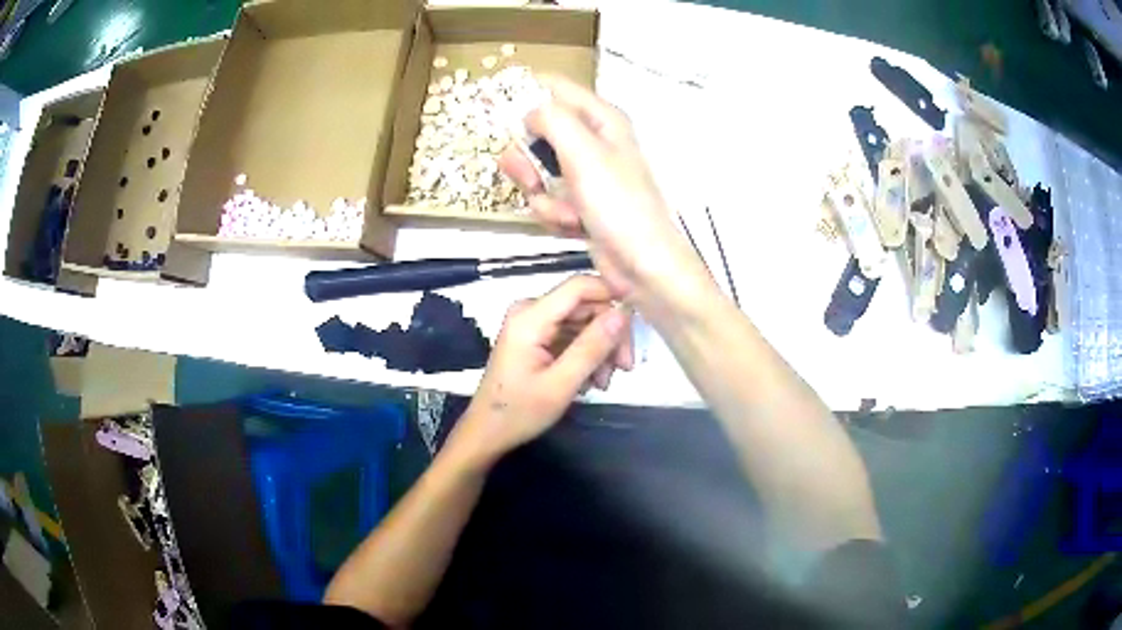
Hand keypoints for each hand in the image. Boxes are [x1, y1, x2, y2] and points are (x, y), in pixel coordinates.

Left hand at [454, 276, 632, 462]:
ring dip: (600, 349)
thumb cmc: (519, 412)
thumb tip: (623, 313)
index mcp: (530, 317)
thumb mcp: (561, 384)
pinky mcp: (536, 337)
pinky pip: (571, 334)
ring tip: (604, 383)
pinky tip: (591, 381)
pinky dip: (586, 355)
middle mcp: (530, 311)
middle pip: (585, 305)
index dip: (612, 293)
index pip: (579, 286)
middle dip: (609, 334)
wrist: (488, 432)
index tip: (640, 317)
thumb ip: (592, 347)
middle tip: (626, 368)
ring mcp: (532, 323)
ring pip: (582, 322)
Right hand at [498, 75, 711, 307]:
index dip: (520, 91)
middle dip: (527, 160)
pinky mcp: (579, 203)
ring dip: (544, 196)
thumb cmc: (621, 207)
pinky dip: (555, 215)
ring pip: (536, 170)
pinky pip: (547, 199)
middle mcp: (592, 141)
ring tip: (568, 212)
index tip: (487, 103)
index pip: (553, 87)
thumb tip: (529, 111)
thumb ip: (552, 119)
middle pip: (536, 132)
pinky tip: (575, 226)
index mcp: (601, 119)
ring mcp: (585, 174)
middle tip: (531, 177)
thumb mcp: (584, 153)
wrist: (642, 267)